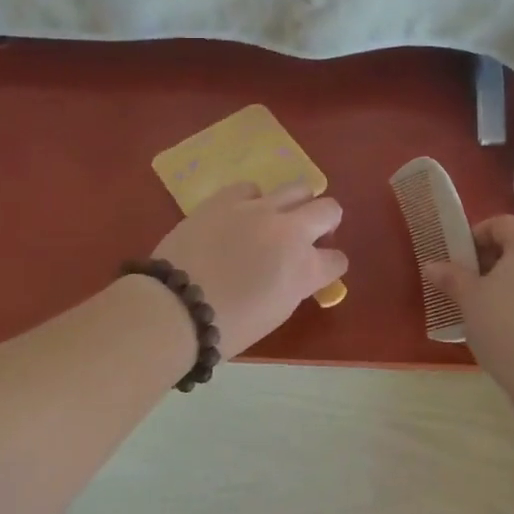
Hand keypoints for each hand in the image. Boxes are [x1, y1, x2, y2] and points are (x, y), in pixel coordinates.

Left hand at [151, 182, 347, 356]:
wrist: (176, 307)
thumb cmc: (228, 326)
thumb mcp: (276, 312)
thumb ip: (294, 285)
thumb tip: (295, 272)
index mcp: (305, 269)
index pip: (337, 260)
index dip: (329, 266)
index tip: (319, 271)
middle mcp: (290, 231)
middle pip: (329, 210)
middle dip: (326, 222)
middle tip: (308, 235)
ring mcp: (259, 209)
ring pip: (298, 188)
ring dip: (296, 204)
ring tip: (278, 217)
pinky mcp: (228, 198)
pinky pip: (252, 187)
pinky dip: (253, 199)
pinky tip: (241, 214)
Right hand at [425, 214, 513, 361]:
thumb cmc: (504, 323)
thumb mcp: (469, 297)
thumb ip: (451, 277)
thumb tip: (431, 266)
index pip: (501, 224)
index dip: (475, 237)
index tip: (458, 261)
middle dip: (491, 260)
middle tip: (468, 283)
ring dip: (509, 281)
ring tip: (486, 306)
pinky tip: (509, 324)